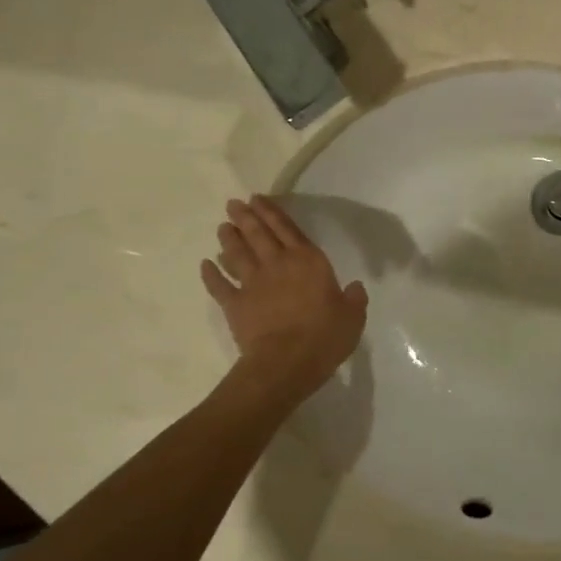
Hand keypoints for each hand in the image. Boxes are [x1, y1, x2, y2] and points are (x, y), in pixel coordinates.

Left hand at [201, 196, 367, 402]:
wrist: (286, 362)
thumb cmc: (324, 337)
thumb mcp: (353, 317)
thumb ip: (354, 299)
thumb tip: (355, 287)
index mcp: (309, 261)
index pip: (288, 229)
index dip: (272, 212)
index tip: (258, 199)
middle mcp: (278, 264)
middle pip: (258, 234)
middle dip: (246, 217)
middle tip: (234, 204)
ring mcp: (253, 283)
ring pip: (237, 254)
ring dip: (229, 239)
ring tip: (222, 227)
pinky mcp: (235, 304)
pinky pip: (219, 285)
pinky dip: (211, 274)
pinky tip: (205, 265)